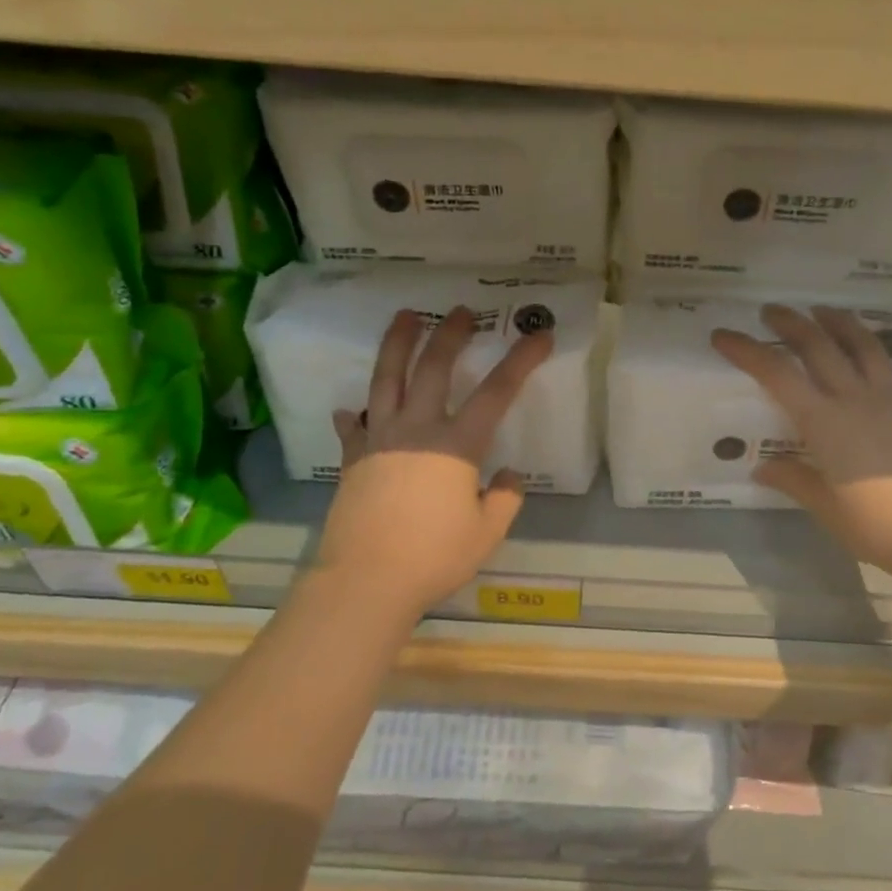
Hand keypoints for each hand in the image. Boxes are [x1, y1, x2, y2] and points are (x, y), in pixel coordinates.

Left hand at [315, 307, 551, 614]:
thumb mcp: (485, 533)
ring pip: (386, 379)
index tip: (540, 335)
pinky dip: (354, 414)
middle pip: (433, 368)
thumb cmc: (433, 557)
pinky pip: (353, 426)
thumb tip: (507, 476)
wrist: (365, 580)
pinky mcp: (353, 459)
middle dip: (450, 334)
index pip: (497, 391)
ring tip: (404, 317)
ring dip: (397, 344)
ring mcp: (379, 440)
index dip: (521, 360)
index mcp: (456, 445)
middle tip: (460, 310)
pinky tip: (351, 409)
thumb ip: (503, 500)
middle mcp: (416, 430)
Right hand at [711, 305, 891, 574]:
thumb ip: (793, 480)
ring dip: (844, 324)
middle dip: (792, 324)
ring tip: (826, 310)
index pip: (777, 375)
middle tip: (773, 311)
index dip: (747, 351)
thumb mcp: (823, 506)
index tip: (724, 335)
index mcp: (823, 422)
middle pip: (819, 348)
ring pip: (868, 348)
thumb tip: (763, 469)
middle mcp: (856, 399)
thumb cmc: (872, 525)